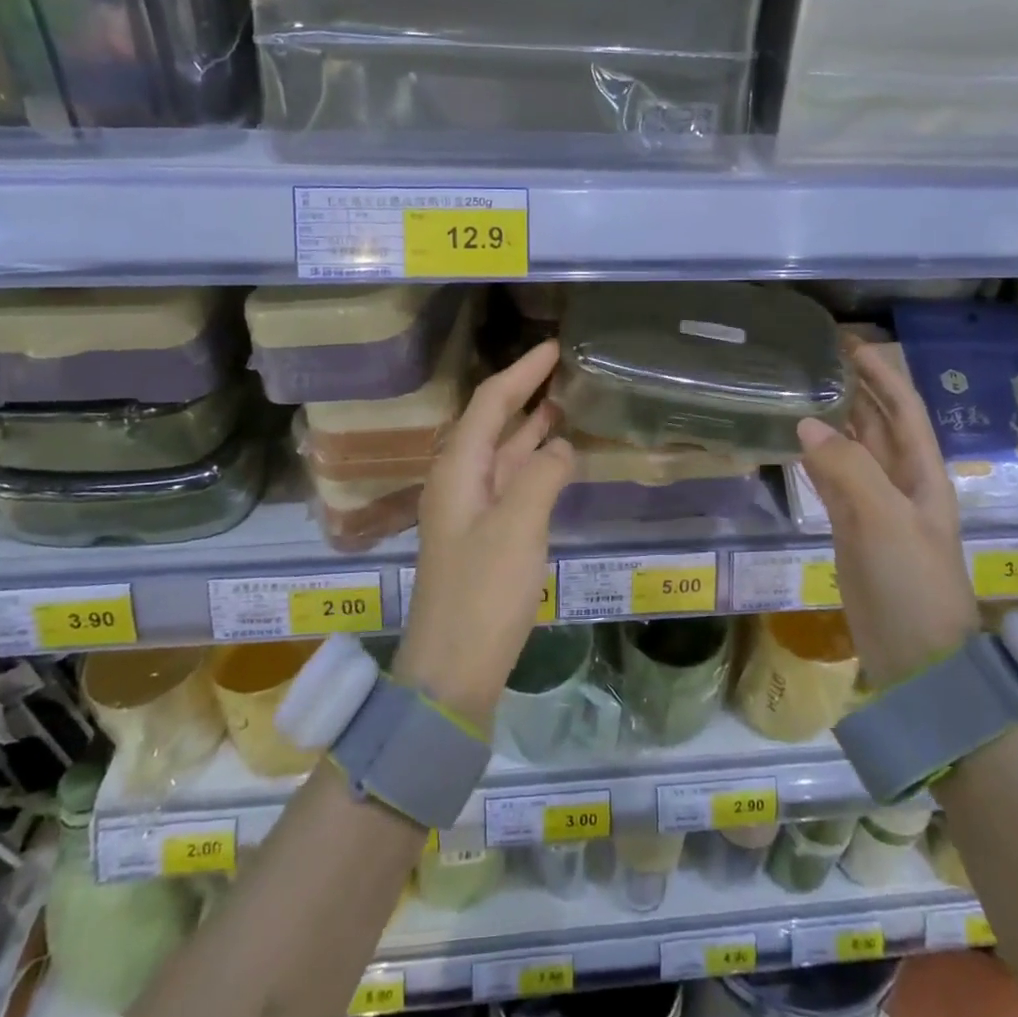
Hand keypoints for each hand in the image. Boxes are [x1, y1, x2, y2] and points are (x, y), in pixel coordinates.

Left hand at [395, 340, 573, 730]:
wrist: (453, 668)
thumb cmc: (483, 592)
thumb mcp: (518, 526)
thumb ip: (542, 475)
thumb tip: (561, 445)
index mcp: (458, 469)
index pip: (490, 403)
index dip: (521, 372)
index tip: (553, 348)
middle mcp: (459, 481)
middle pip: (492, 423)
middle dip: (524, 394)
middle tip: (563, 373)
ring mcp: (471, 510)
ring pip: (502, 454)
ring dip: (530, 428)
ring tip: (564, 405)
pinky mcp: (484, 537)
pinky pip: (511, 484)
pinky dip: (534, 465)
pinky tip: (557, 461)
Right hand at [797, 340, 978, 687]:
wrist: (917, 658)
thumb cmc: (912, 583)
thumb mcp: (884, 520)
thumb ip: (846, 468)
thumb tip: (806, 422)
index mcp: (922, 474)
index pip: (903, 409)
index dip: (882, 374)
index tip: (850, 344)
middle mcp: (900, 483)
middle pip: (878, 425)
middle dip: (856, 391)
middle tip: (816, 361)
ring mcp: (875, 509)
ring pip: (852, 452)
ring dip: (833, 422)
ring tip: (800, 391)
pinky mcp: (852, 532)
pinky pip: (832, 483)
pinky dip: (815, 460)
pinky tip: (795, 444)